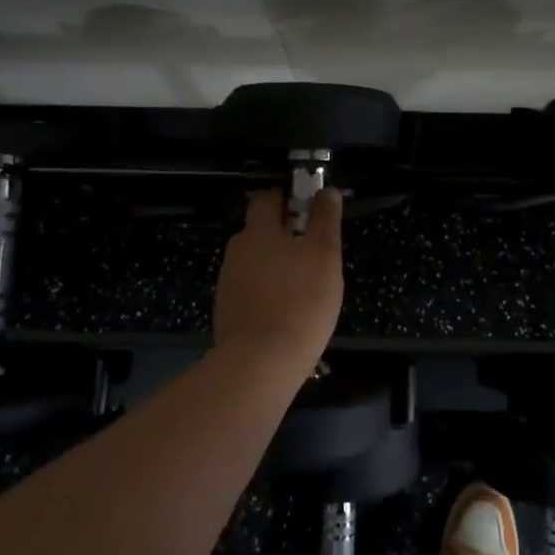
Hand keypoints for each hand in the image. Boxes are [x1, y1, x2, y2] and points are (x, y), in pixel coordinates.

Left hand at [213, 188, 344, 372]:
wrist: (259, 363)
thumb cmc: (300, 302)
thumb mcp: (324, 256)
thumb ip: (325, 220)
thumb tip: (327, 191)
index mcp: (258, 231)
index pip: (266, 199)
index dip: (286, 199)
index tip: (308, 210)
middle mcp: (238, 250)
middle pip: (258, 230)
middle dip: (281, 234)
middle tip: (311, 250)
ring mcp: (228, 282)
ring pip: (254, 261)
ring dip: (274, 265)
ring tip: (302, 285)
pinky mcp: (227, 310)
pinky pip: (250, 289)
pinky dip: (265, 291)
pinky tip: (284, 310)